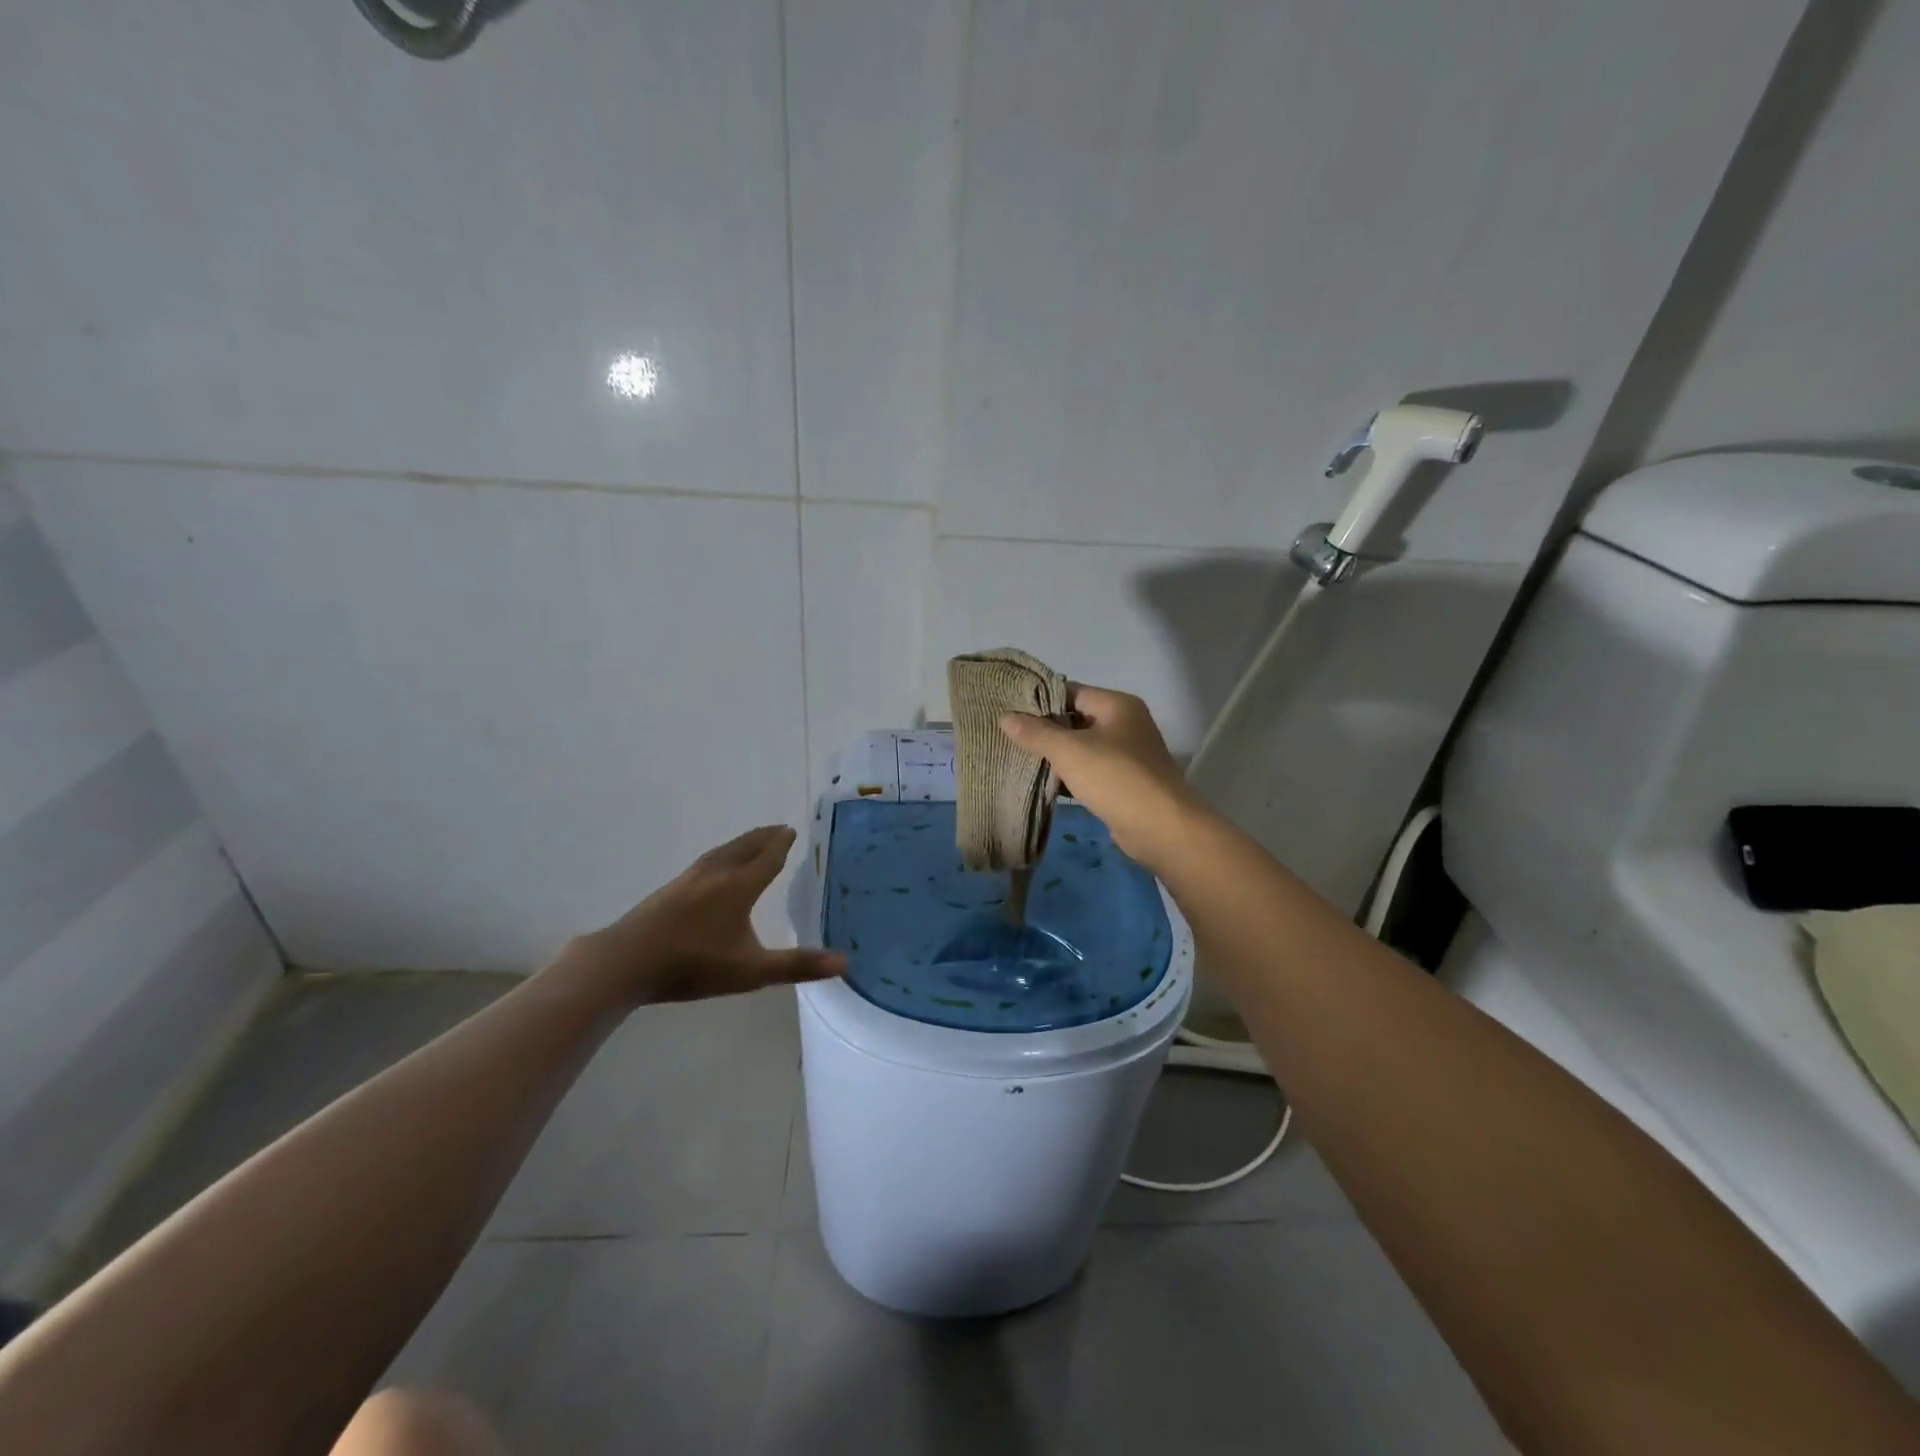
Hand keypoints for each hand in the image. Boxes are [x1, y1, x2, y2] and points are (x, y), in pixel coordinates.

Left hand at [548, 826, 844, 1008]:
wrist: (626, 962)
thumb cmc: (693, 965)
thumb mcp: (751, 971)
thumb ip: (797, 965)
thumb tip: (845, 962)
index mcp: (739, 887)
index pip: (767, 858)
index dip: (781, 844)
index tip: (792, 830)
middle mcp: (716, 874)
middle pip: (744, 847)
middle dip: (763, 837)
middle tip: (778, 828)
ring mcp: (688, 880)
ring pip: (721, 852)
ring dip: (741, 843)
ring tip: (751, 841)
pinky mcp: (669, 890)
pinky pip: (705, 862)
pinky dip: (720, 855)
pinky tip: (712, 869)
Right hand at [1001, 685, 1202, 869]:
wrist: (1161, 828)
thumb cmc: (1115, 778)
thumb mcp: (1069, 751)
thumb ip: (1036, 733)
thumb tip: (1005, 717)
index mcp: (1117, 705)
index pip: (1071, 691)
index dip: (1040, 700)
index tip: (1009, 709)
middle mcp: (1125, 724)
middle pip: (1076, 719)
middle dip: (1044, 730)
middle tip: (1008, 736)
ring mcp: (1127, 754)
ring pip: (1082, 747)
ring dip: (1056, 755)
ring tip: (1018, 758)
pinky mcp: (1124, 782)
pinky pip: (1090, 771)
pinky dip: (1069, 775)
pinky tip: (1044, 783)